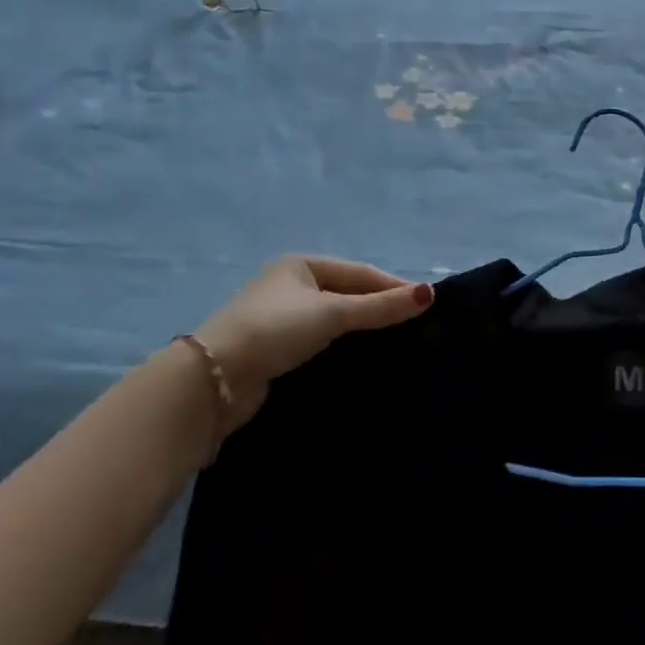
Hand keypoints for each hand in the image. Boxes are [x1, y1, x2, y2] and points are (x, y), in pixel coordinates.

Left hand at [193, 255, 432, 428]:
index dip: (393, 286)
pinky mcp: (275, 349)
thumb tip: (430, 294)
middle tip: (417, 323)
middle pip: (348, 293)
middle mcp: (291, 286)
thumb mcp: (332, 313)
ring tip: (398, 341)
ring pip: (335, 319)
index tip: (428, 303)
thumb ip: (380, 306)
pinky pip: (321, 341)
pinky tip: (362, 356)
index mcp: (302, 265)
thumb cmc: (275, 330)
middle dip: (380, 306)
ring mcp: (281, 318)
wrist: (213, 379)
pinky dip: (344, 345)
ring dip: (363, 328)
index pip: (360, 272)